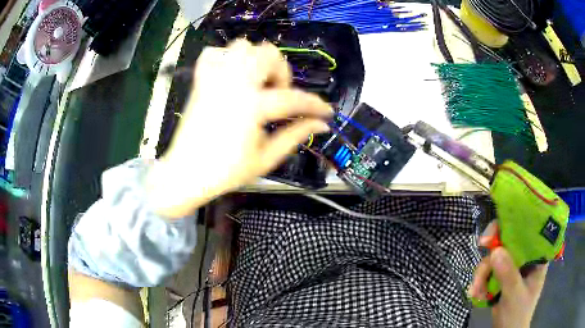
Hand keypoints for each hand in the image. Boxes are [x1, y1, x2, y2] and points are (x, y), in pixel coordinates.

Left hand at [147, 39, 331, 217]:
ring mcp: (215, 79)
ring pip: (242, 46)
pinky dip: (226, 58)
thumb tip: (320, 125)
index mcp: (252, 106)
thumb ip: (295, 135)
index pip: (294, 98)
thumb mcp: (266, 158)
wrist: (186, 174)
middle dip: (282, 72)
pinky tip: (231, 75)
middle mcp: (234, 84)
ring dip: (257, 59)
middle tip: (279, 95)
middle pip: (268, 54)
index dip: (315, 105)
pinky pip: (213, 54)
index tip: (327, 112)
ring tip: (257, 82)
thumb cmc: (225, 172)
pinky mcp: (201, 81)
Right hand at [469, 226, 547, 327]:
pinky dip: (480, 282)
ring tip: (475, 291)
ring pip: (495, 259)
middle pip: (509, 243)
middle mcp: (526, 259)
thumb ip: (507, 274)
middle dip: (493, 252)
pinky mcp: (501, 279)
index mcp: (537, 257)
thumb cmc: (517, 315)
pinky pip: (489, 272)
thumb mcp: (514, 295)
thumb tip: (495, 250)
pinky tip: (476, 294)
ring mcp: (513, 269)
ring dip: (482, 274)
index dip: (513, 226)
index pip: (528, 232)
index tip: (496, 231)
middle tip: (480, 246)